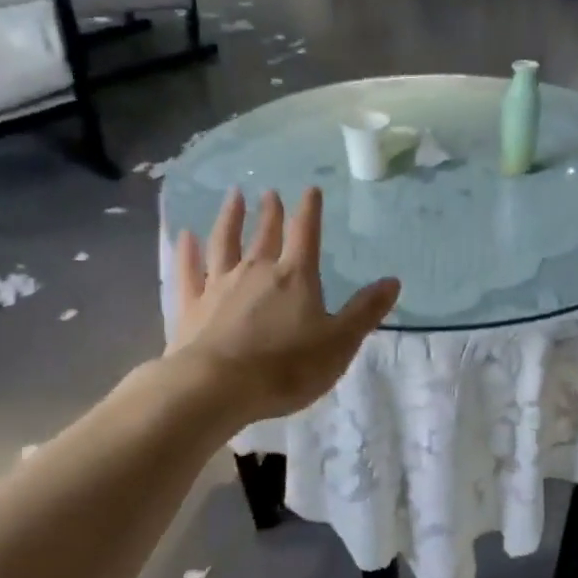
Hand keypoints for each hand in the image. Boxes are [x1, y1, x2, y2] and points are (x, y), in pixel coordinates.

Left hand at [170, 187, 399, 425]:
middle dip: (272, 213)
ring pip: (224, 242)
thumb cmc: (286, 368)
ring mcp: (219, 285)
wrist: (218, 387)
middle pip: (266, 235)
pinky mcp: (191, 306)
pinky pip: (188, 270)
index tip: (310, 190)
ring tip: (234, 196)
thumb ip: (365, 311)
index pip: (307, 234)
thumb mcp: (339, 343)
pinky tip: (185, 235)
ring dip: (230, 218)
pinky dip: (187, 251)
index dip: (310, 211)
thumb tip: (392, 281)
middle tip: (271, 193)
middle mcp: (256, 271)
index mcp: (295, 278)